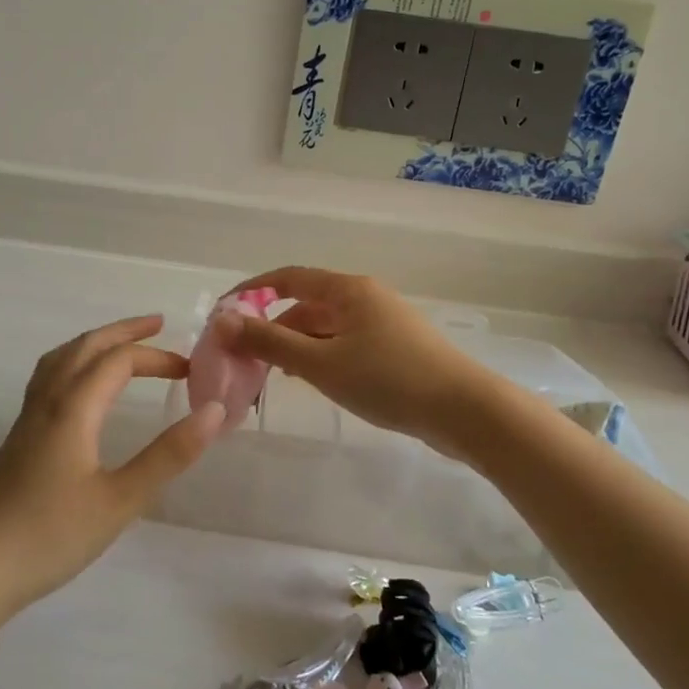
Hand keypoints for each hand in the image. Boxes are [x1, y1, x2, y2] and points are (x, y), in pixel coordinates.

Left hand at [0, 315, 225, 626]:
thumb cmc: (51, 535)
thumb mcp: (120, 500)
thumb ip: (168, 455)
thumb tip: (214, 410)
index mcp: (73, 408)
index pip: (119, 361)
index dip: (158, 358)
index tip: (191, 372)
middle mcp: (48, 401)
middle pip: (85, 347)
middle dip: (124, 331)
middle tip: (158, 324)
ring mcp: (27, 418)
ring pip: (61, 359)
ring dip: (95, 343)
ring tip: (120, 344)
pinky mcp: (18, 438)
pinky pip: (48, 377)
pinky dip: (73, 362)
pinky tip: (80, 388)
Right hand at [219, 267, 497, 454]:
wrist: (464, 411)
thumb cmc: (388, 380)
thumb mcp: (321, 363)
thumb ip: (270, 343)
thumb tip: (223, 322)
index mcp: (348, 289)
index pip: (289, 277)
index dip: (253, 291)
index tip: (224, 313)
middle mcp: (366, 296)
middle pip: (308, 303)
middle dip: (275, 327)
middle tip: (247, 359)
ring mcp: (384, 321)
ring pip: (328, 326)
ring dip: (299, 345)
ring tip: (277, 376)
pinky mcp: (397, 347)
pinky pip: (347, 342)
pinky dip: (323, 356)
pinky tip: (317, 381)